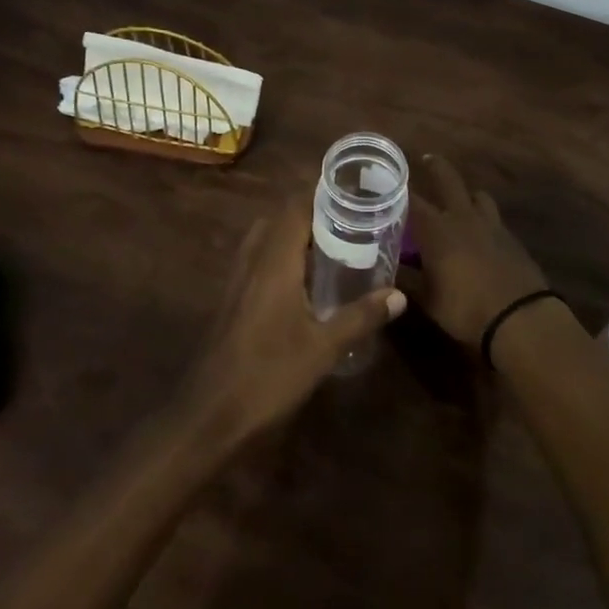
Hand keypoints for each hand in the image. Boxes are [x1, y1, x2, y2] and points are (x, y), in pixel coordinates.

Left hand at [181, 198, 405, 447]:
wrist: (210, 414)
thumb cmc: (269, 374)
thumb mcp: (323, 348)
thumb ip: (360, 317)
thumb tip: (398, 295)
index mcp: (274, 261)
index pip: (295, 208)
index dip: (320, 195)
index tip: (351, 194)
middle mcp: (253, 261)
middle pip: (279, 219)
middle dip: (311, 213)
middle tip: (347, 221)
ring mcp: (237, 280)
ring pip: (265, 239)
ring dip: (293, 234)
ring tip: (330, 245)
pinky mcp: (232, 299)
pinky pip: (258, 260)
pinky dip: (280, 256)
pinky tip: (302, 281)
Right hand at [407, 155, 549, 347]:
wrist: (520, 317)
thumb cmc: (465, 308)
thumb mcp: (428, 300)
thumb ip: (407, 281)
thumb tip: (387, 275)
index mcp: (437, 229)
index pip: (412, 201)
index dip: (399, 190)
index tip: (389, 183)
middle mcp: (463, 218)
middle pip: (449, 181)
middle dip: (437, 167)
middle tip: (427, 159)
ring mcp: (491, 225)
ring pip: (478, 196)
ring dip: (467, 195)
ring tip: (460, 201)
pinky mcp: (511, 238)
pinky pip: (494, 219)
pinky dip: (484, 220)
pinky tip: (481, 235)